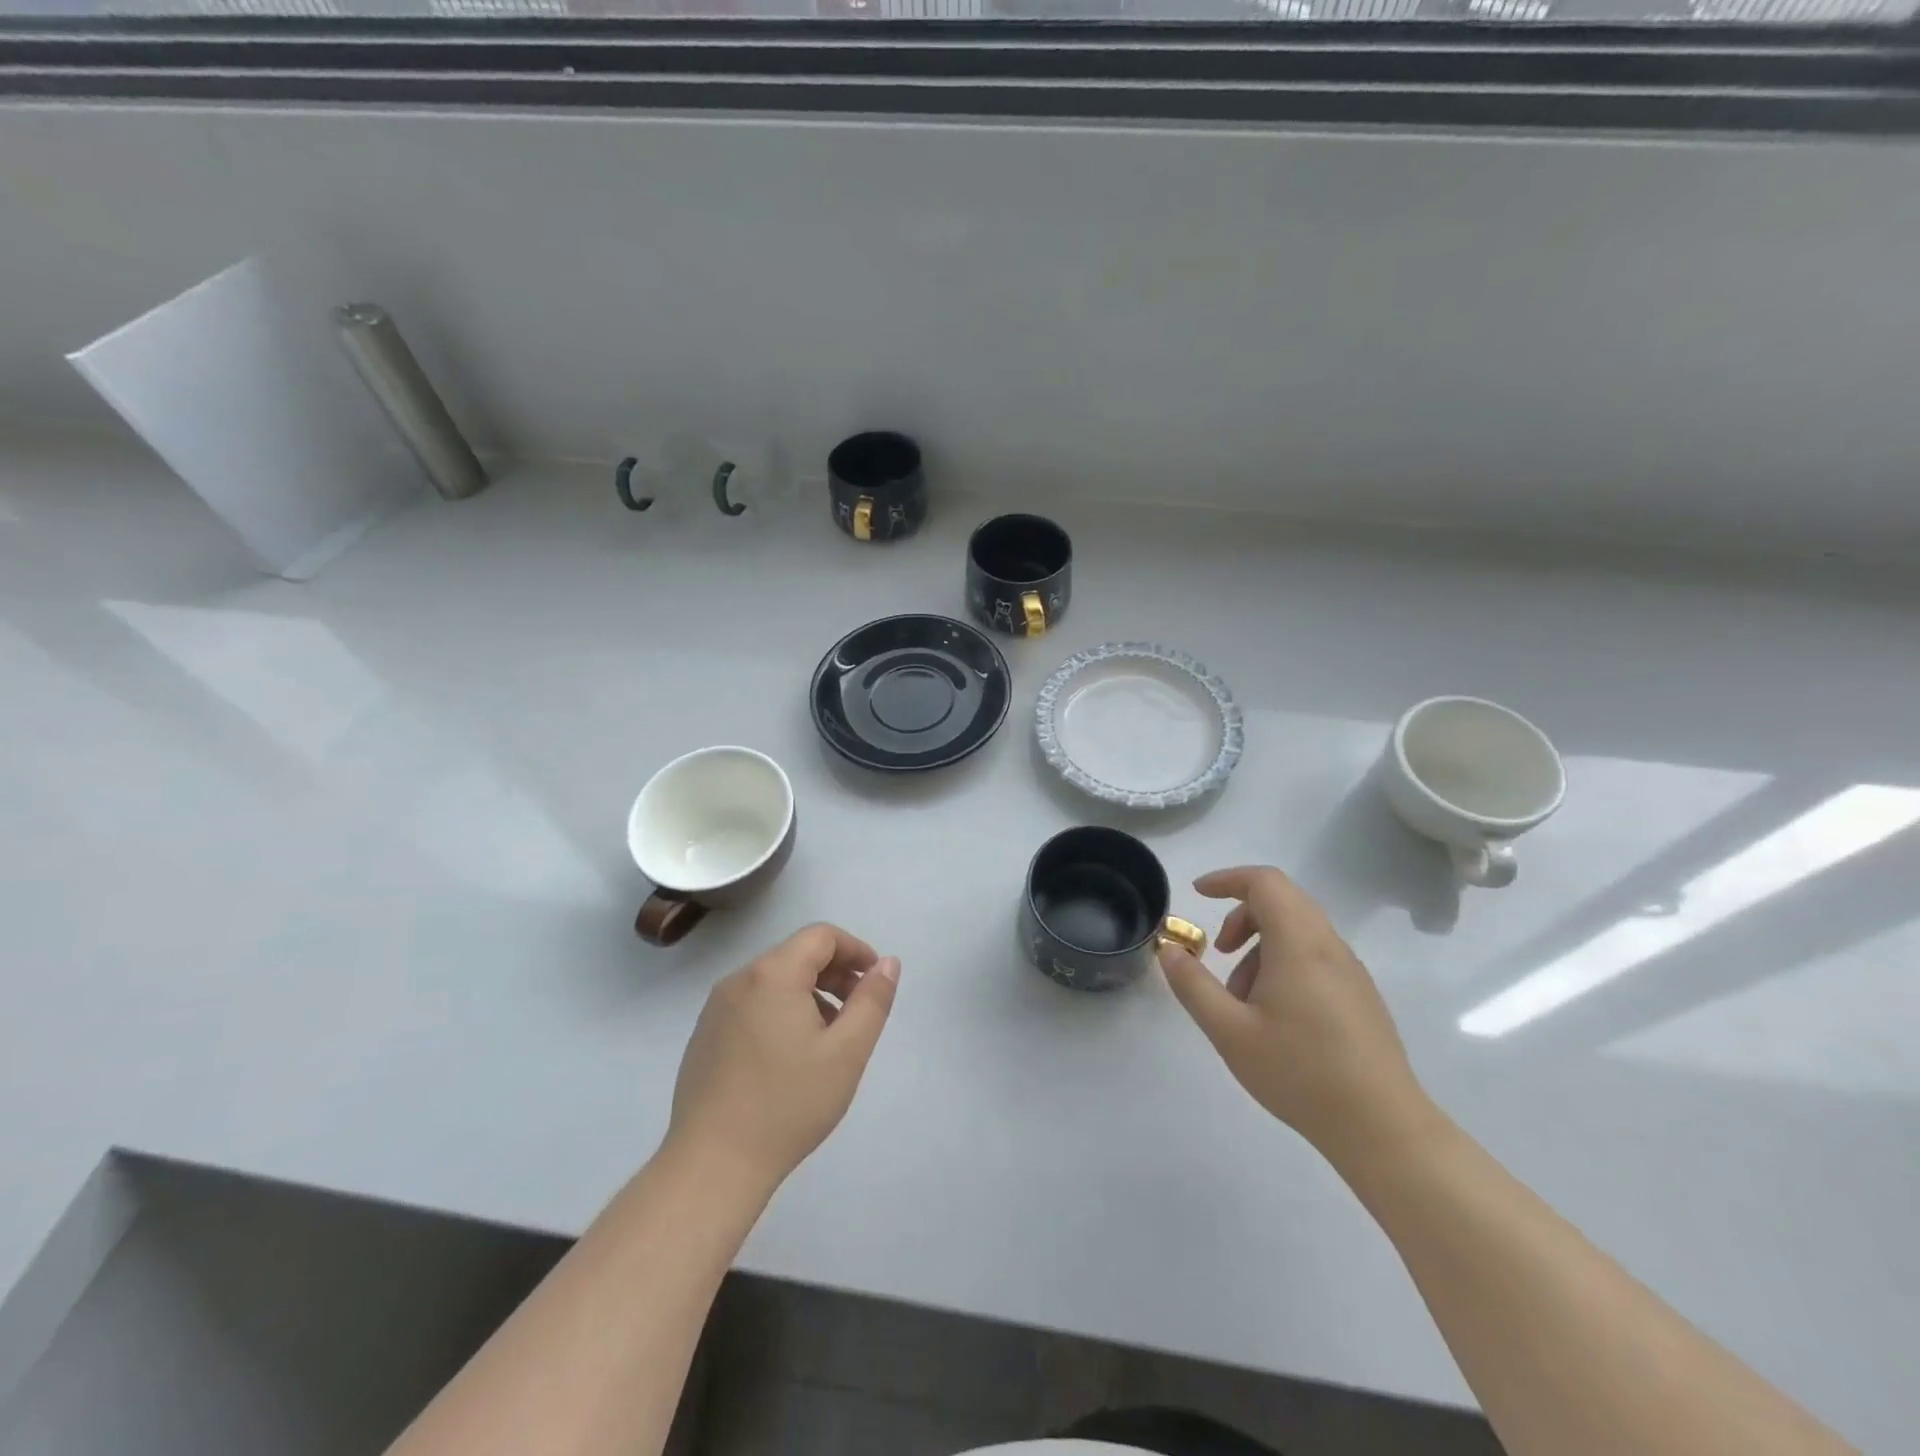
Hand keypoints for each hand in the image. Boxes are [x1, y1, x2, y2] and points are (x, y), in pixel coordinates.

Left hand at [666, 924, 899, 1197]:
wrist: (712, 1165)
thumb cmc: (788, 1104)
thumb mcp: (847, 1052)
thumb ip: (872, 1000)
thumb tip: (887, 963)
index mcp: (772, 974)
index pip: (821, 936)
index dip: (855, 949)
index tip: (875, 980)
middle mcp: (739, 979)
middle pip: (797, 955)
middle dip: (835, 973)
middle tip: (859, 1010)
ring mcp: (716, 1008)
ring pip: (774, 980)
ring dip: (810, 994)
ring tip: (829, 1038)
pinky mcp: (705, 1035)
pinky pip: (752, 1004)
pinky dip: (781, 1011)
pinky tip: (791, 1057)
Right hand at [1157, 866, 1432, 1162]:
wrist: (1382, 1128)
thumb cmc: (1300, 1073)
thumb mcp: (1229, 1031)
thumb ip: (1193, 985)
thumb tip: (1170, 950)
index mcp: (1300, 944)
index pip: (1265, 882)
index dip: (1228, 879)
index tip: (1198, 894)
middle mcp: (1330, 946)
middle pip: (1283, 900)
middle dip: (1242, 914)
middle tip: (1218, 950)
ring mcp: (1350, 971)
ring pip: (1299, 929)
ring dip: (1262, 944)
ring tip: (1241, 996)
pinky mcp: (1361, 995)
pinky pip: (1316, 954)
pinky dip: (1284, 962)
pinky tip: (1273, 1014)